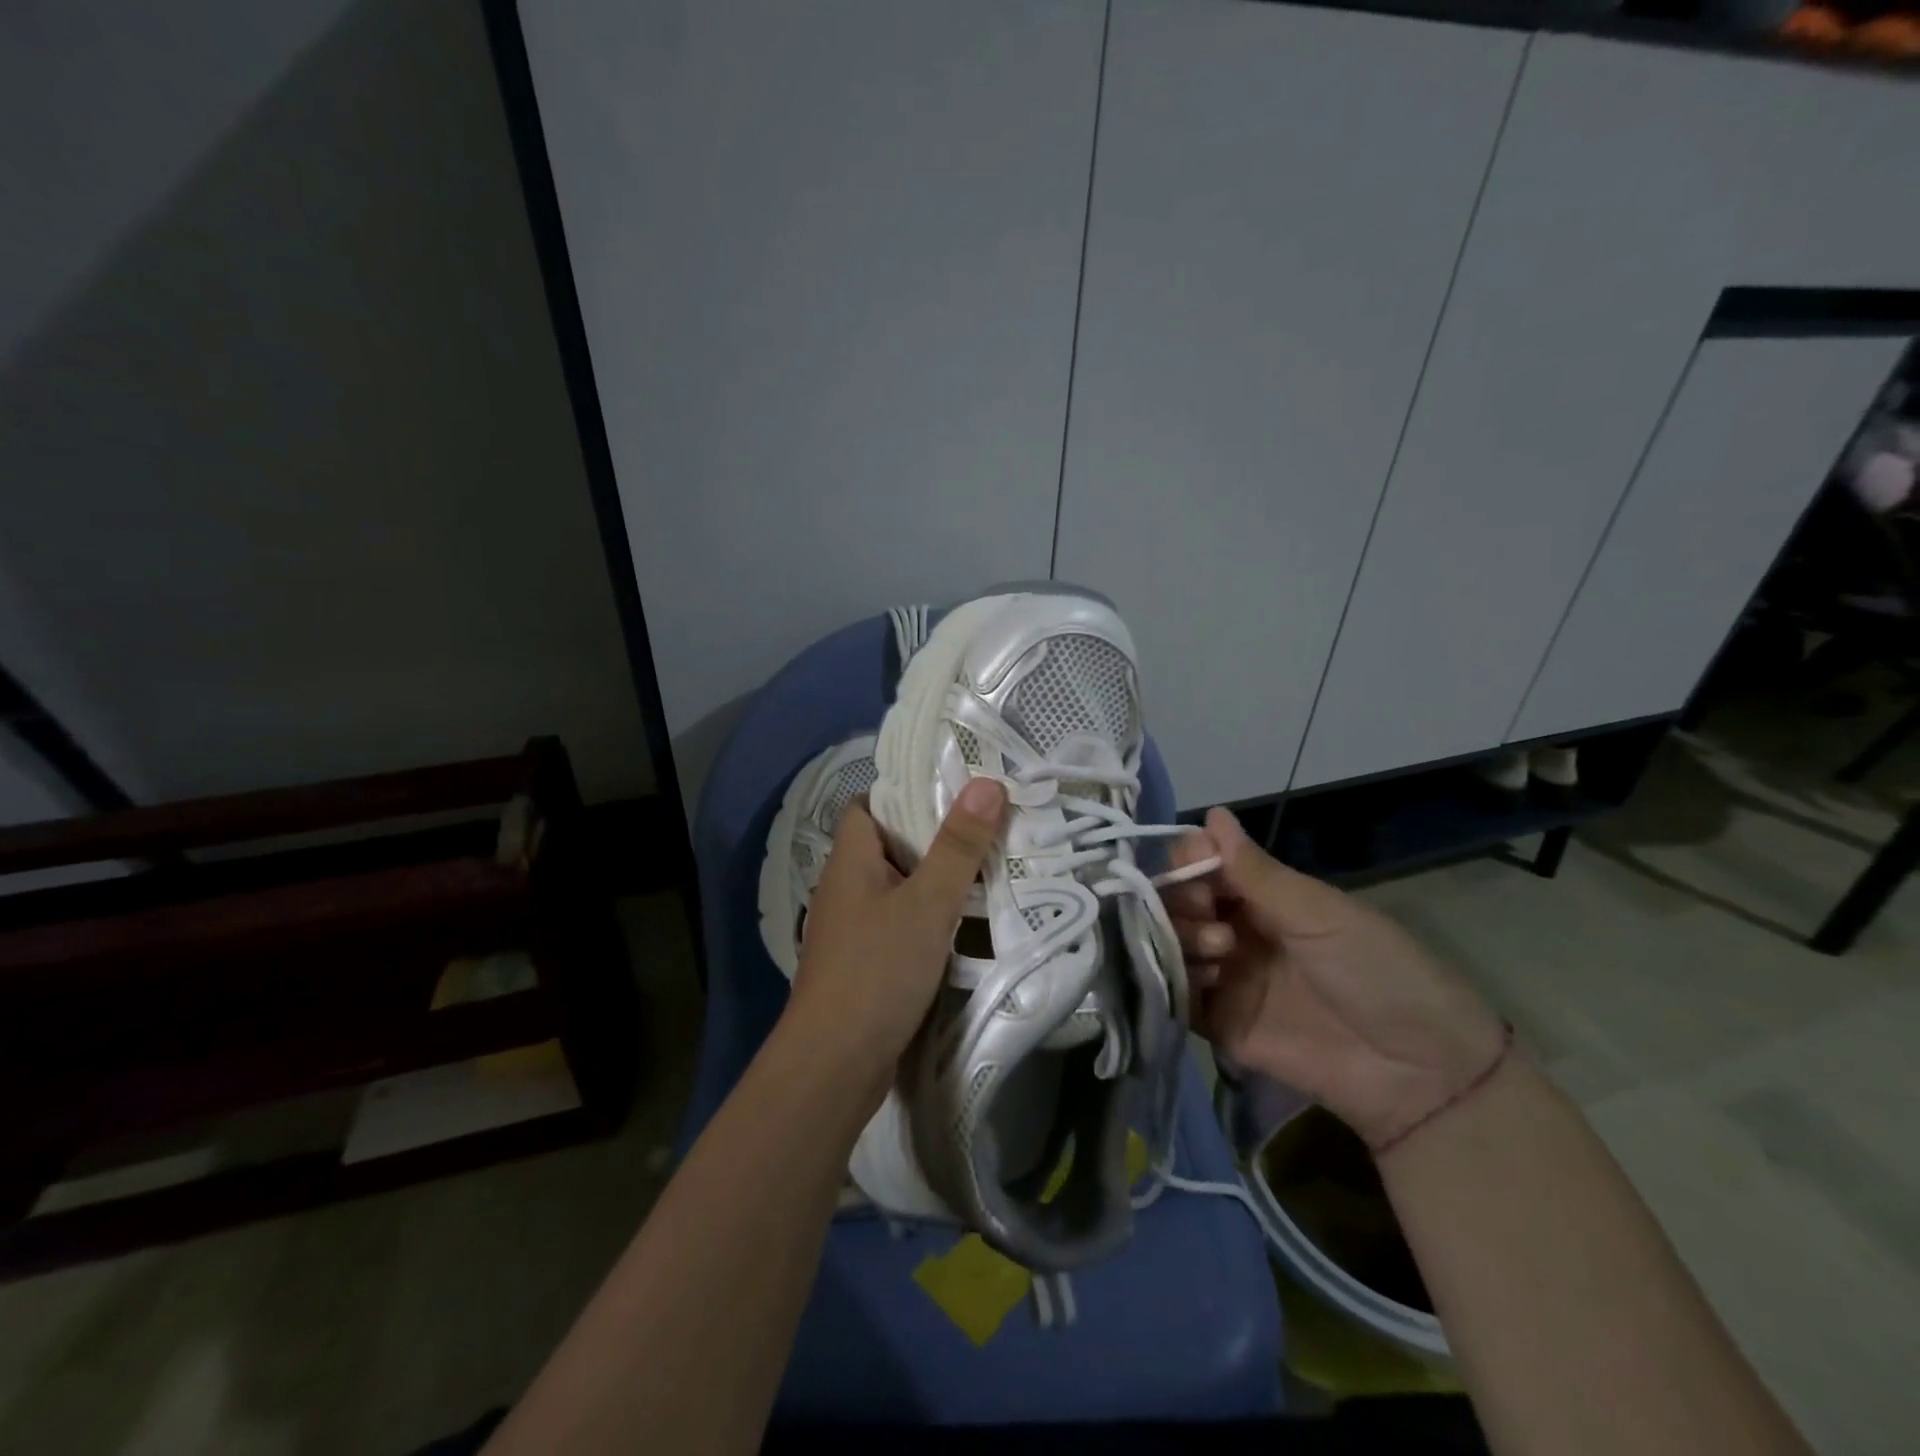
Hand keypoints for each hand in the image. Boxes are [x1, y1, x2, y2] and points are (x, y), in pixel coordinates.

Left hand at [786, 777, 1006, 1095]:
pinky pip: (900, 922)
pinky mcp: (864, 962)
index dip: (907, 791)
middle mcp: (845, 887)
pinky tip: (963, 921)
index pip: (870, 805)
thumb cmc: (876, 970)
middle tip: (987, 824)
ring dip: (936, 878)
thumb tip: (987, 783)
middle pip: (890, 845)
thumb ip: (958, 846)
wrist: (834, 1064)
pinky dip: (929, 915)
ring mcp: (852, 928)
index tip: (955, 787)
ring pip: (899, 886)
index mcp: (849, 860)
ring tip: (987, 864)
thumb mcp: (927, 903)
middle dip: (935, 835)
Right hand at [1168, 807, 1505, 1148]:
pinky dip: (1175, 981)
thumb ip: (1255, 871)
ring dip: (1183, 938)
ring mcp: (1226, 979)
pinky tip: (1204, 979)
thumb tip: (1212, 813)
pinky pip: (1177, 995)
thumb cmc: (1377, 971)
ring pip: (1170, 944)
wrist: (1419, 1071)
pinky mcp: (1220, 1025)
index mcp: (1263, 899)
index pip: (1203, 867)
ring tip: (1222, 952)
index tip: (1194, 866)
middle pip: (1178, 903)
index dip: (1189, 861)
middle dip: (1182, 900)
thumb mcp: (1319, 913)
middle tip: (1208, 912)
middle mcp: (1236, 932)